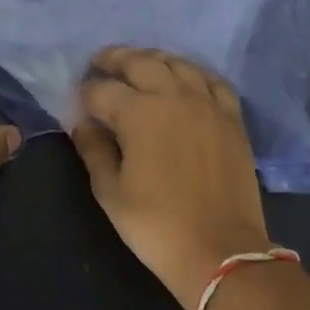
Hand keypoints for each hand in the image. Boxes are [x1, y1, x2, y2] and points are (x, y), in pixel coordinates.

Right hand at [70, 46, 273, 309]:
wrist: (219, 249)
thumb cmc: (156, 225)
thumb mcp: (111, 193)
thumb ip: (94, 151)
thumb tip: (84, 125)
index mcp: (139, 113)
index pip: (102, 91)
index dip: (85, 93)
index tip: (77, 101)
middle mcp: (175, 96)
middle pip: (140, 63)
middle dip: (115, 60)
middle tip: (100, 63)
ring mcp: (208, 104)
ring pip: (178, 64)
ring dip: (153, 59)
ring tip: (138, 64)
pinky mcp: (232, 118)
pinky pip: (212, 81)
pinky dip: (193, 73)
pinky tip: (185, 79)